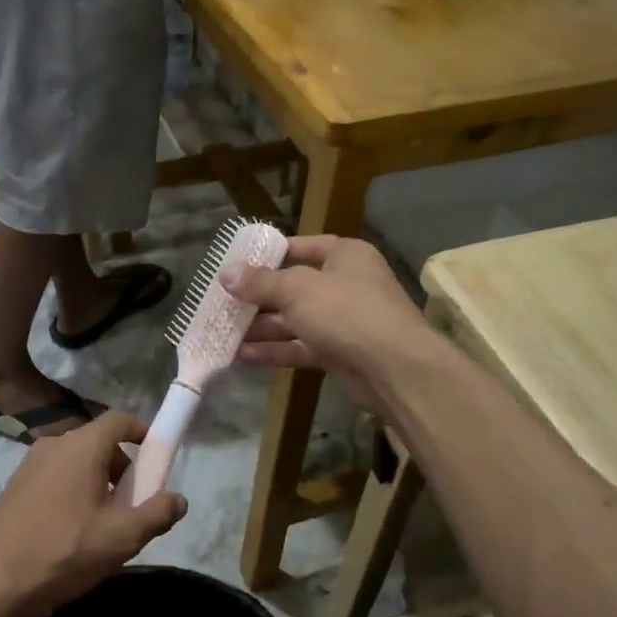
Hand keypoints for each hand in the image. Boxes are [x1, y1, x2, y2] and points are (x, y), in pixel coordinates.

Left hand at [0, 411, 187, 616]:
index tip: (158, 459)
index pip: (119, 420)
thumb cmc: (62, 551)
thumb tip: (178, 498)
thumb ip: (157, 513)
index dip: (142, 433)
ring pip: (76, 463)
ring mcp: (29, 466)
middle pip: (98, 442)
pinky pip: (55, 479)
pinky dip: (73, 493)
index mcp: (81, 445)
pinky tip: (73, 534)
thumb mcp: (121, 537)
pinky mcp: (14, 488)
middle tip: (135, 504)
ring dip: (98, 483)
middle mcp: (54, 444)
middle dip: (122, 467)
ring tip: (106, 525)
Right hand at [221, 235, 436, 413]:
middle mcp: (346, 284)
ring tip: (223, 331)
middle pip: (294, 286)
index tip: (237, 265)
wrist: (395, 369)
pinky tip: (241, 355)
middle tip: (222, 302)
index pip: (302, 247)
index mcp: (345, 256)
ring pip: (295, 320)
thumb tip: (224, 273)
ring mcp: (344, 321)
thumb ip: (260, 283)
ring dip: (261, 327)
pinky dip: (274, 350)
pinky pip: (300, 346)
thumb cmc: (346, 311)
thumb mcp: (297, 290)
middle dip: (258, 297)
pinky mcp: (339, 353)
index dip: (269, 255)